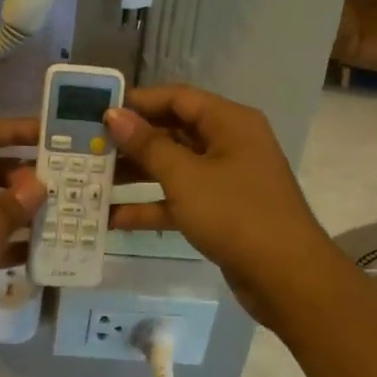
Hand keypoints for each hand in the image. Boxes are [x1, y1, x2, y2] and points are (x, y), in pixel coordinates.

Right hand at [105, 86, 335, 323]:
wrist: (287, 278)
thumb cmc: (236, 215)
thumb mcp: (186, 177)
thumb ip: (147, 145)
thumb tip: (114, 115)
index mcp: (229, 122)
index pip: (177, 97)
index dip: (137, 102)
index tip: (97, 111)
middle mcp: (229, 144)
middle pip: (173, 132)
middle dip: (131, 141)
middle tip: (89, 147)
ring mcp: (225, 179)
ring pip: (173, 167)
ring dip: (135, 175)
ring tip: (91, 179)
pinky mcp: (220, 211)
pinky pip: (179, 199)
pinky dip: (151, 206)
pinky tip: (112, 218)